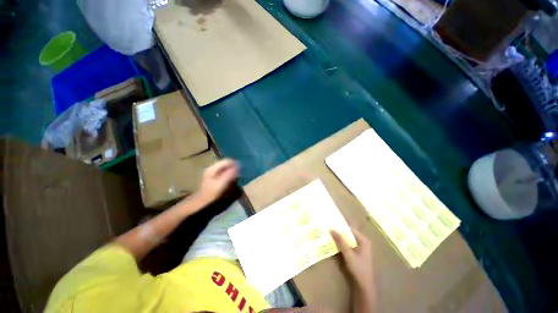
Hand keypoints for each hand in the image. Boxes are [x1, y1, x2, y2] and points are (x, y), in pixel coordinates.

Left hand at [193, 159, 237, 204]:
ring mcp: (212, 171)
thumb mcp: (220, 184)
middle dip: (233, 166)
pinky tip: (230, 177)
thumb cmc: (210, 193)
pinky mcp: (213, 175)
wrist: (200, 200)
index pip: (226, 161)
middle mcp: (212, 167)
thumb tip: (238, 166)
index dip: (234, 163)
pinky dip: (228, 172)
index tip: (241, 167)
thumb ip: (228, 175)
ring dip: (231, 169)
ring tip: (236, 174)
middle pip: (225, 163)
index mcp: (212, 168)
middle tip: (240, 172)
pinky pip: (223, 170)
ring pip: (224, 167)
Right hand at [330, 227, 373, 290]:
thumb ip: (341, 241)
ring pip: (347, 237)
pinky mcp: (355, 251)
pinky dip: (340, 241)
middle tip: (328, 224)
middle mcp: (362, 241)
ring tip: (328, 230)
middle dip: (339, 229)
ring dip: (339, 235)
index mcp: (363, 240)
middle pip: (349, 232)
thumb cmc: (359, 269)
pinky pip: (347, 243)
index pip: (351, 228)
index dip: (341, 224)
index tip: (331, 220)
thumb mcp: (349, 254)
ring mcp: (359, 246)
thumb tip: (331, 229)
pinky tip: (333, 240)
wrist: (364, 285)